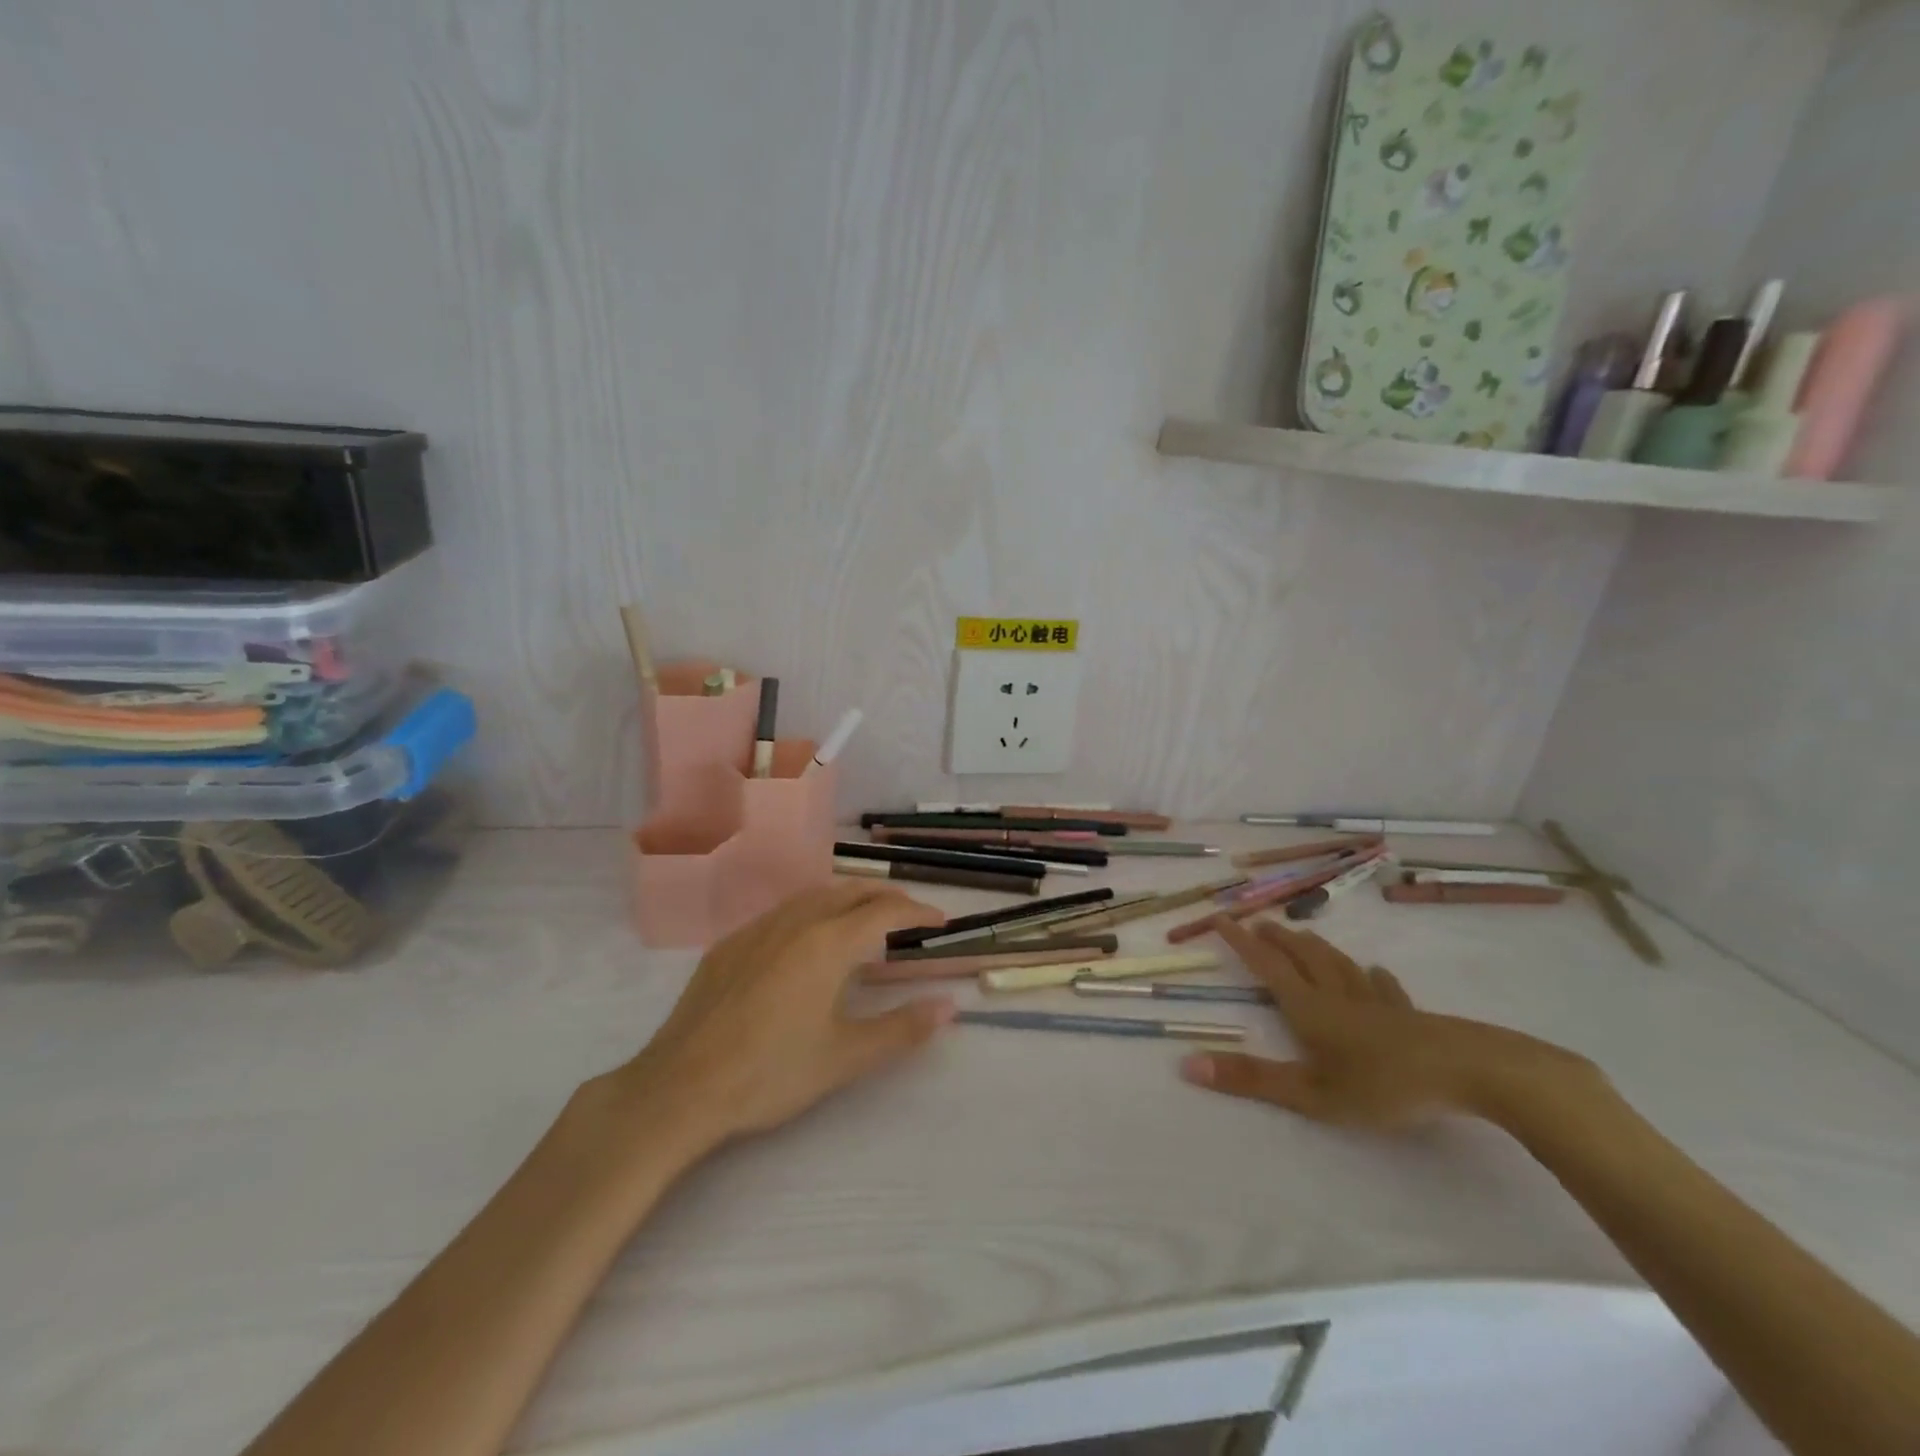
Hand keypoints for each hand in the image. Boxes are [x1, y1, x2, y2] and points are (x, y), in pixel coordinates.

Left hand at [613, 884, 953, 1153]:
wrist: (680, 1087)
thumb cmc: (771, 1072)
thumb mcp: (845, 1056)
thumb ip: (901, 1028)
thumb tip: (949, 1006)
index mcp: (828, 943)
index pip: (885, 910)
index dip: (917, 911)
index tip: (939, 921)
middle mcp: (795, 922)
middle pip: (850, 891)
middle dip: (885, 897)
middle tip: (909, 916)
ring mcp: (757, 929)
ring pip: (814, 895)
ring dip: (848, 899)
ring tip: (865, 920)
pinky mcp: (730, 944)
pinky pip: (783, 912)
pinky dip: (812, 912)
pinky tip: (808, 941)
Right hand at [1181, 915, 1594, 1130]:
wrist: (1469, 1072)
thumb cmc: (1383, 1084)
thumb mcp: (1311, 1093)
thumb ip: (1252, 1079)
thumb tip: (1188, 1064)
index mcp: (1309, 1008)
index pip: (1266, 966)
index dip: (1240, 942)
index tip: (1220, 917)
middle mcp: (1337, 995)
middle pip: (1302, 957)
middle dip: (1277, 939)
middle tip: (1260, 923)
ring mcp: (1377, 1003)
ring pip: (1338, 964)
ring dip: (1315, 948)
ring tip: (1302, 936)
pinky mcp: (1410, 1016)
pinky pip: (1384, 989)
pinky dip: (1372, 977)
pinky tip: (1376, 973)